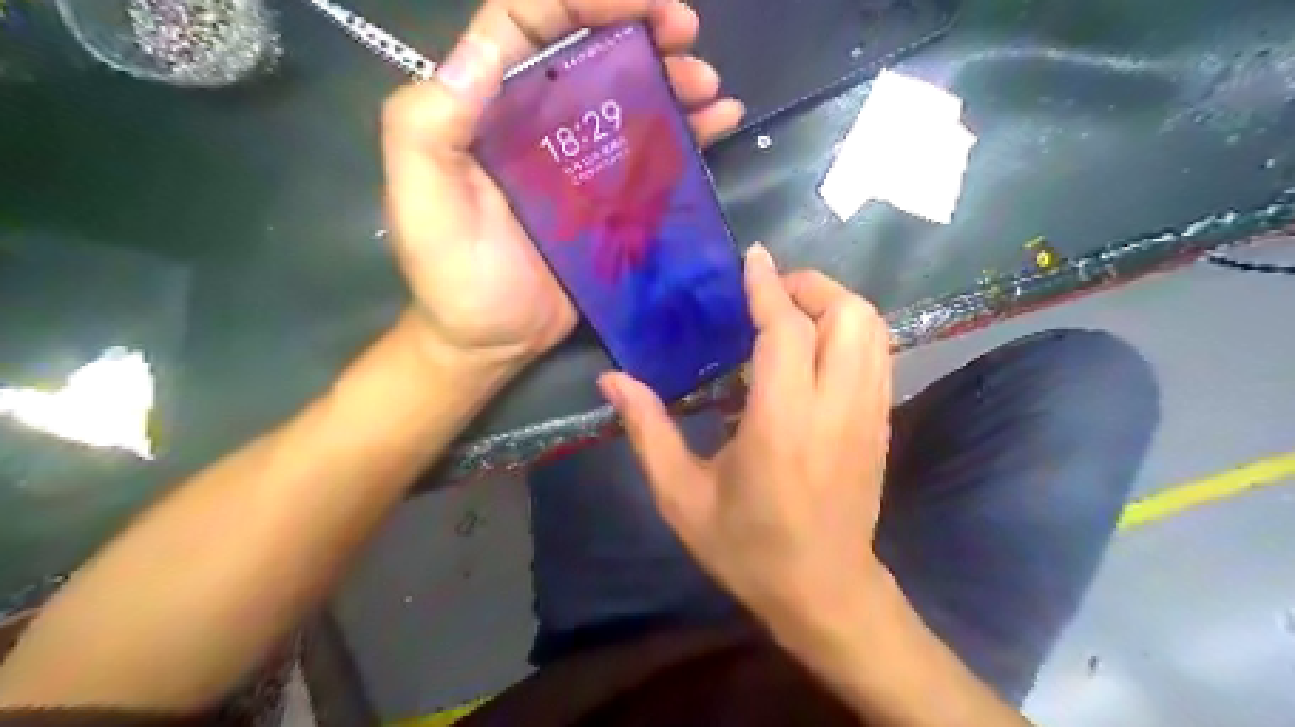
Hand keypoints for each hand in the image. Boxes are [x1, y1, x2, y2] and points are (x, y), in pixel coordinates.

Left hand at [381, 1, 744, 364]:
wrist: (490, 342)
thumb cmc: (452, 277)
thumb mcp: (421, 200)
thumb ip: (429, 126)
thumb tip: (481, 52)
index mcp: (487, 109)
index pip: (529, 23)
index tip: (639, 2)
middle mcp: (535, 123)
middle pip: (589, 52)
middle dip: (640, 29)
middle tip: (687, 33)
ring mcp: (578, 163)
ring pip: (628, 99)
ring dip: (672, 79)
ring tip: (709, 84)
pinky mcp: (610, 201)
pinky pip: (651, 154)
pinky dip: (687, 133)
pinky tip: (720, 121)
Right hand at [602, 248, 898, 635]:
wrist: (825, 592)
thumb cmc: (747, 548)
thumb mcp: (681, 497)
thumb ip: (647, 431)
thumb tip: (612, 380)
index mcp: (782, 424)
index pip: (787, 331)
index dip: (769, 287)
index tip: (751, 258)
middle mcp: (836, 408)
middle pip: (848, 314)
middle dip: (810, 286)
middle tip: (769, 293)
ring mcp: (869, 414)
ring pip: (873, 328)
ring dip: (834, 303)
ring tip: (791, 313)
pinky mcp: (881, 423)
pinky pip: (878, 353)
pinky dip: (849, 330)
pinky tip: (814, 346)